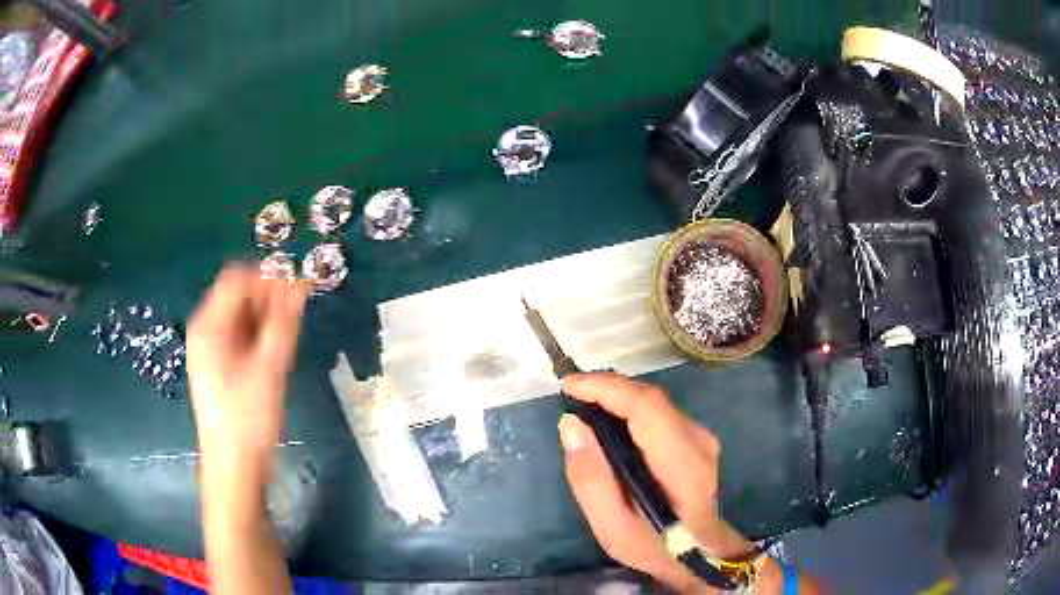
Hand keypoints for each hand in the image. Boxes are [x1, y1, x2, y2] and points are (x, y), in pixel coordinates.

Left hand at [187, 265, 308, 466]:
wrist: (233, 464)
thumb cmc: (247, 418)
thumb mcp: (268, 370)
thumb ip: (283, 325)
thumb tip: (301, 286)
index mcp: (209, 326)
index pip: (236, 280)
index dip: (268, 278)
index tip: (298, 288)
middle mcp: (207, 330)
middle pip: (238, 295)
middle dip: (269, 298)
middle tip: (298, 314)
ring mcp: (212, 347)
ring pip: (243, 315)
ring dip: (267, 317)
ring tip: (290, 336)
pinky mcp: (221, 364)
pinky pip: (242, 334)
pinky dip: (261, 335)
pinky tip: (276, 352)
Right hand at [558, 373, 760, 592]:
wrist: (700, 551)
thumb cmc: (653, 545)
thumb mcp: (611, 527)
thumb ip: (590, 478)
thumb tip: (571, 424)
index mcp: (682, 467)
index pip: (647, 409)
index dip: (608, 389)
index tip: (568, 386)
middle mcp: (698, 442)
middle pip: (651, 398)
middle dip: (607, 387)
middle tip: (570, 393)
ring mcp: (702, 437)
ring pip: (655, 401)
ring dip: (618, 395)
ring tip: (583, 401)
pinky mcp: (697, 437)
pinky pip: (659, 410)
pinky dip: (630, 406)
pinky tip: (609, 417)